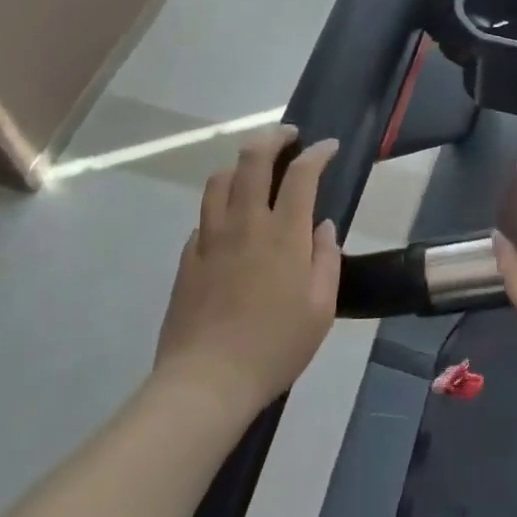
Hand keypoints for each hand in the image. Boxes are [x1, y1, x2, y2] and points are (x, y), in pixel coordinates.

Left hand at [152, 126, 341, 418]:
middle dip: (273, 137)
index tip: (328, 147)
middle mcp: (246, 223)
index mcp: (284, 234)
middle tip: (288, 136)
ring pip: (220, 179)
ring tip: (255, 169)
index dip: (317, 153)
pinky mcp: (189, 256)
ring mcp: (211, 237)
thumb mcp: (321, 308)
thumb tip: (322, 227)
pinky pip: (205, 214)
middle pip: (253, 159)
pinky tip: (231, 219)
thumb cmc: (275, 346)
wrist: (207, 381)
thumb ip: (326, 260)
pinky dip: (221, 203)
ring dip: (241, 164)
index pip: (301, 174)